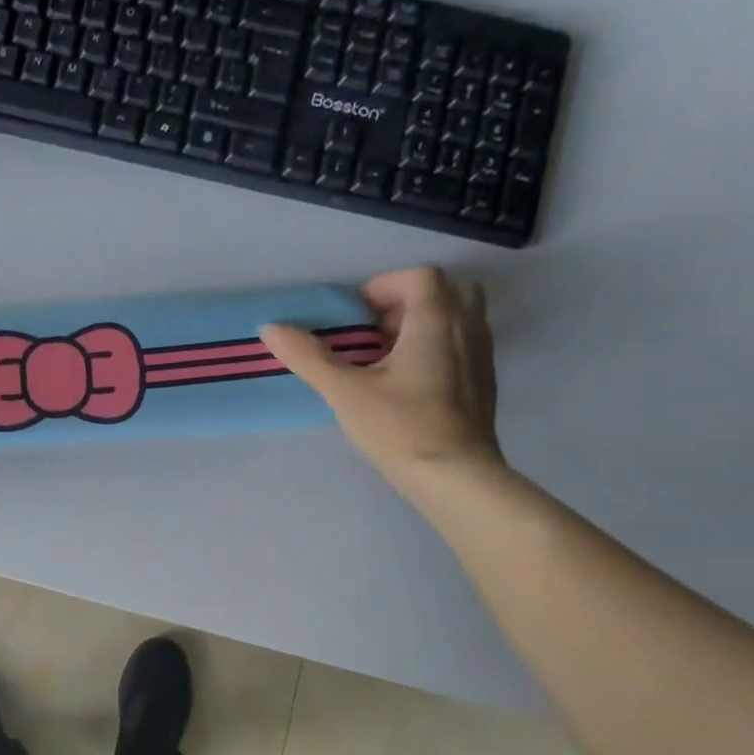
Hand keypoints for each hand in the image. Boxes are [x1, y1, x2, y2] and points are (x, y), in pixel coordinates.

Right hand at [263, 266, 501, 491]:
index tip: (355, 317)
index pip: (419, 277)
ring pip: (456, 320)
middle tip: (373, 333)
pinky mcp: (482, 385)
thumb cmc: (400, 427)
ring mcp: (481, 357)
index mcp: (436, 321)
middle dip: (405, 304)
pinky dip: (435, 350)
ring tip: (385, 360)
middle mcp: (467, 329)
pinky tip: (406, 385)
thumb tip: (271, 328)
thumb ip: (309, 357)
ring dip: (421, 327)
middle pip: (444, 292)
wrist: (455, 478)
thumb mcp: (345, 391)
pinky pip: (461, 347)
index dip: (383, 287)